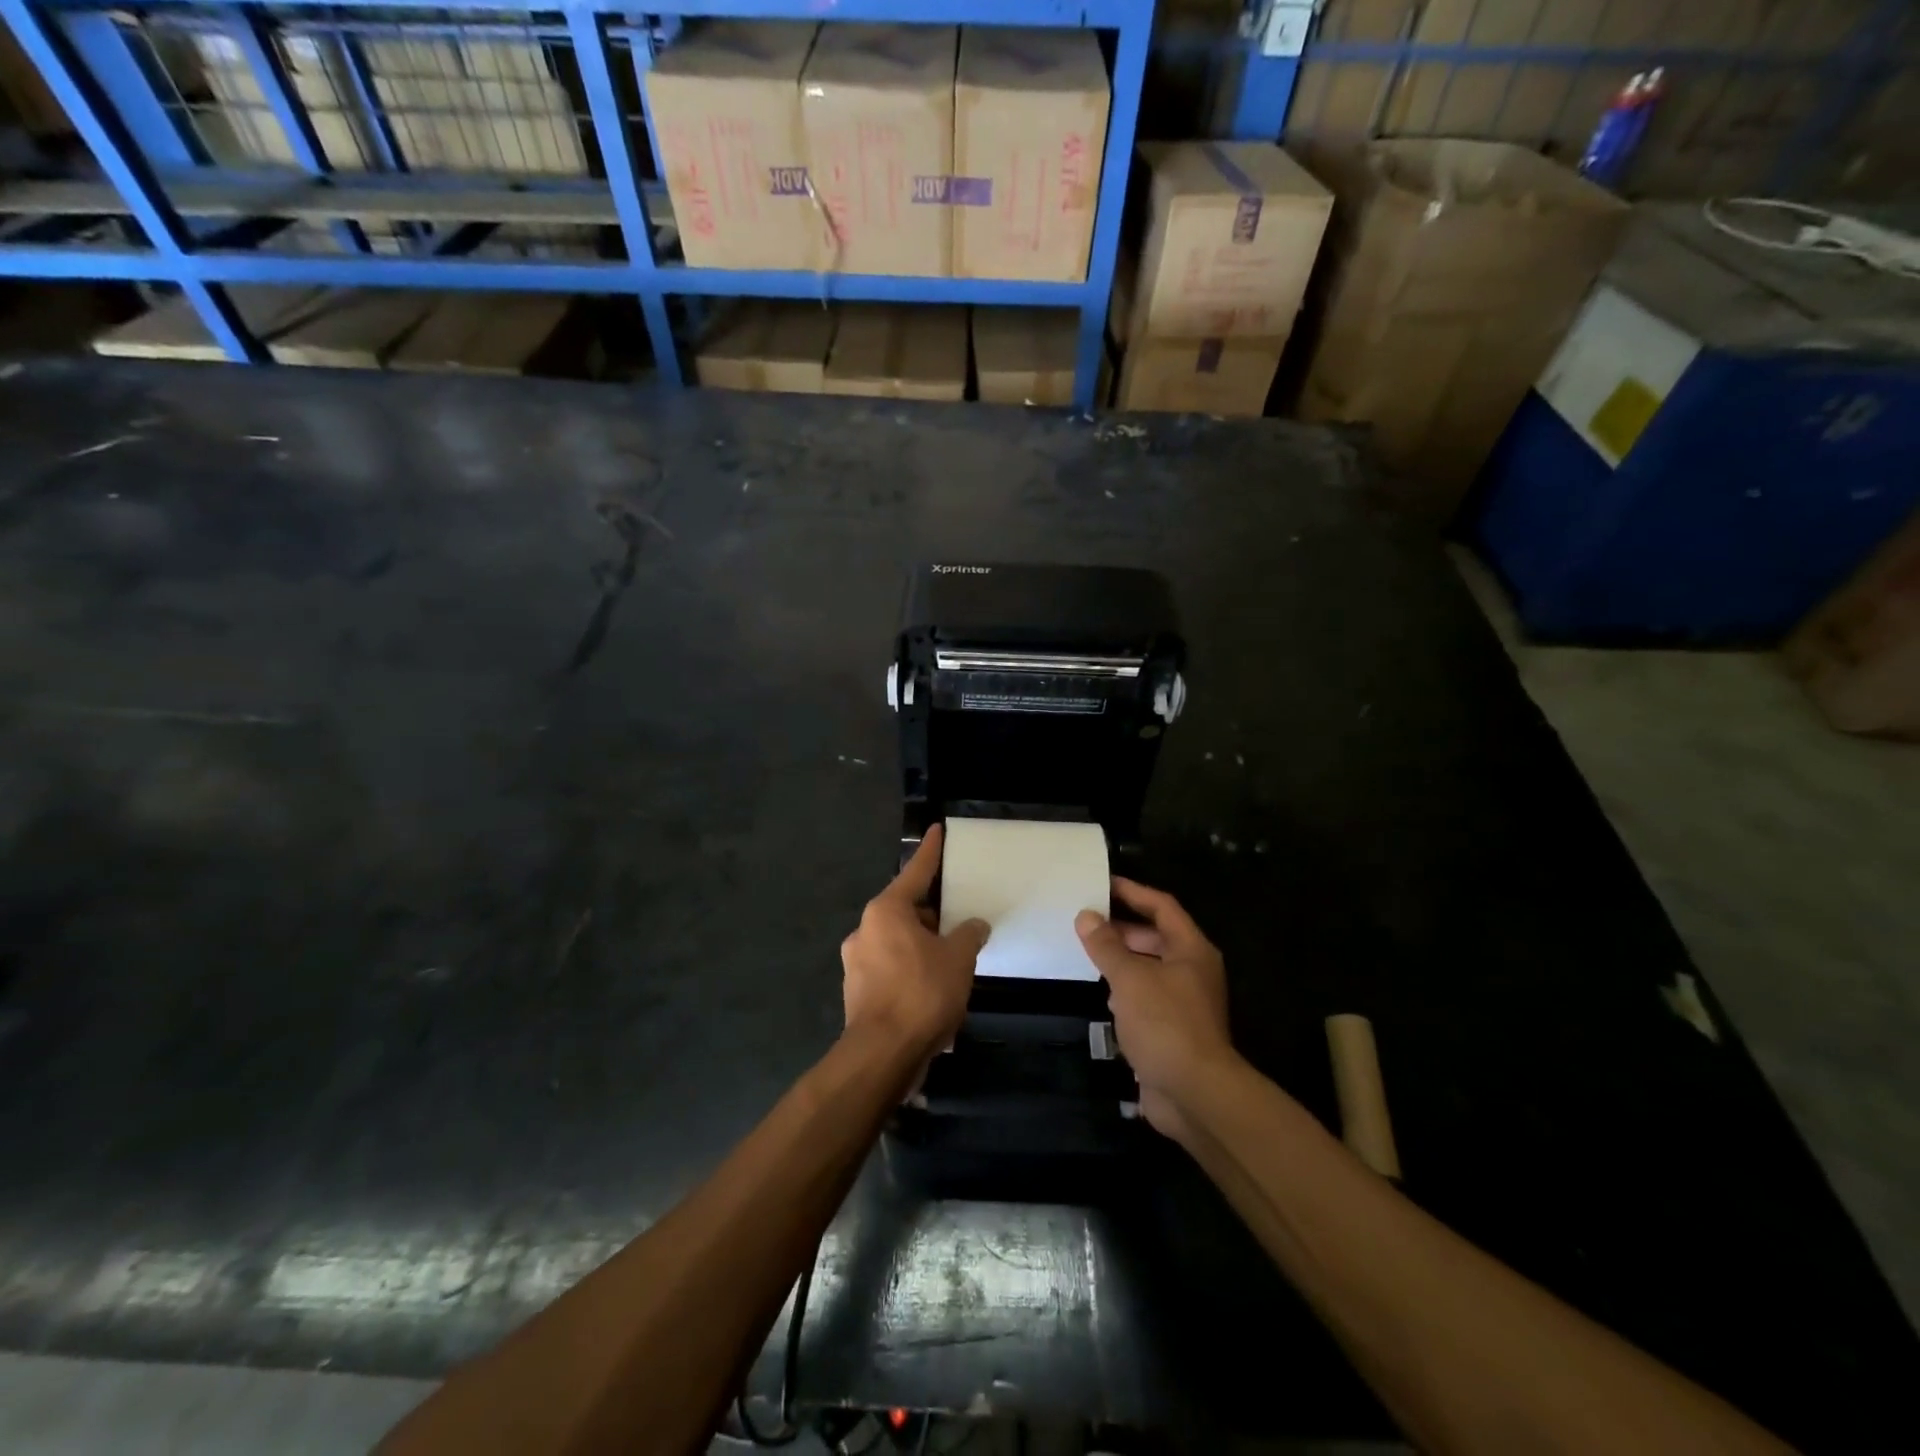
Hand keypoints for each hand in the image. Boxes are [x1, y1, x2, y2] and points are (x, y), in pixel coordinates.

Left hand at [841, 825, 989, 1060]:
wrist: (882, 1055)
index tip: (936, 830)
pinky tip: (933, 990)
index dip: (930, 851)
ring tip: (951, 962)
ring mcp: (857, 962)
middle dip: (932, 915)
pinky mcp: (857, 991)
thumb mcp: (958, 958)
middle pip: (905, 910)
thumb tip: (973, 926)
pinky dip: (911, 971)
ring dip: (922, 946)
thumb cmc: (922, 993)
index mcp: (886, 911)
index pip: (915, 872)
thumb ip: (968, 935)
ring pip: (898, 942)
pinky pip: (891, 969)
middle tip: (958, 920)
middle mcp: (865, 929)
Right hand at [1076, 878, 1234, 1140]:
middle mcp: (1192, 971)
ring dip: (1122, 960)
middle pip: (1156, 936)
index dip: (1133, 892)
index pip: (1162, 906)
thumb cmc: (1165, 1023)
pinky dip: (1125, 990)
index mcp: (1191, 950)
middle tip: (1086, 920)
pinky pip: (1146, 997)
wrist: (1195, 1094)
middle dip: (1122, 928)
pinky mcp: (1173, 1029)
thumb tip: (1086, 916)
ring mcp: (1184, 1002)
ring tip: (1087, 951)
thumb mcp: (1130, 978)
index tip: (1102, 883)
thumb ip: (1106, 945)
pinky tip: (1102, 994)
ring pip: (1149, 968)